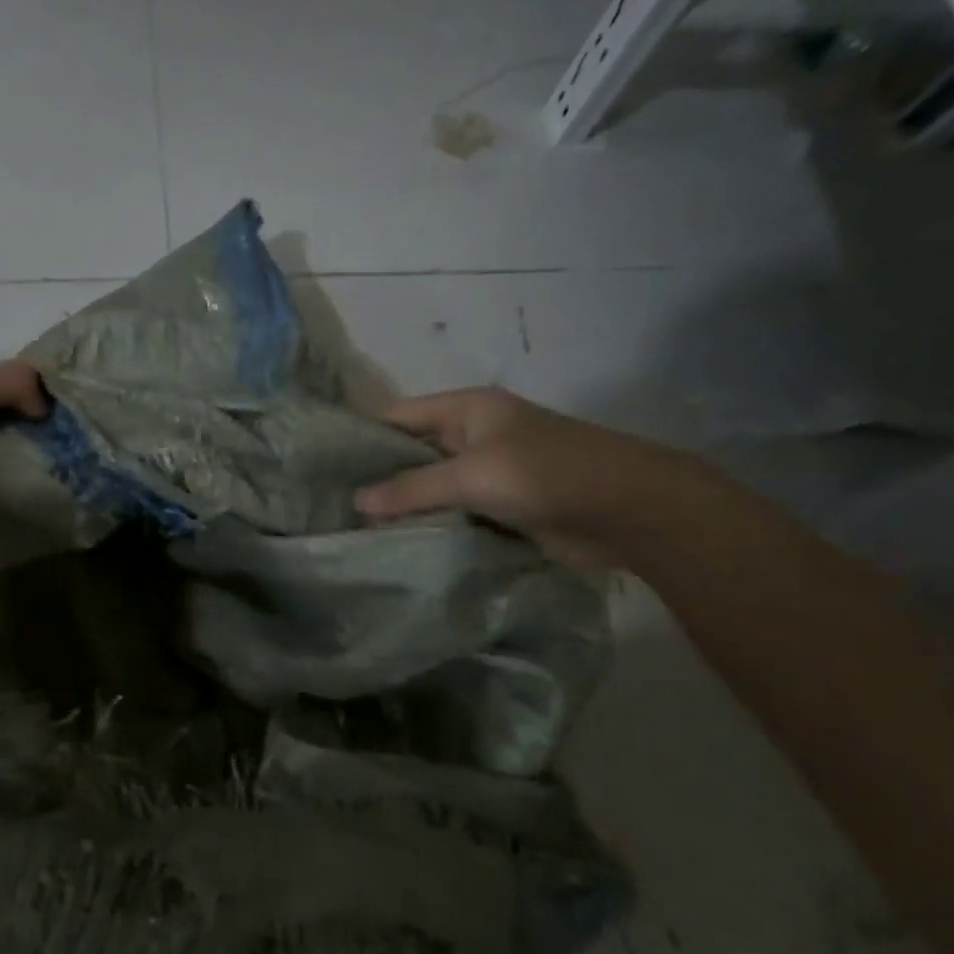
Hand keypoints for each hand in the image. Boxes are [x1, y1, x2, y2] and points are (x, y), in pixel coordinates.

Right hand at [353, 387, 680, 567]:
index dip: (363, 436)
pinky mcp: (503, 506)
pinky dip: (433, 525)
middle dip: (380, 476)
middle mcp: (474, 435)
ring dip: (405, 506)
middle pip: (413, 452)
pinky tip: (398, 543)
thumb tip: (356, 503)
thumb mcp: (472, 475)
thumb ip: (412, 489)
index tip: (324, 465)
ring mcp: (490, 472)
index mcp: (467, 409)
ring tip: (355, 529)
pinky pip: (456, 512)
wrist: (630, 511)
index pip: (398, 416)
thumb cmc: (545, 474)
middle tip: (332, 504)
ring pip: (434, 486)